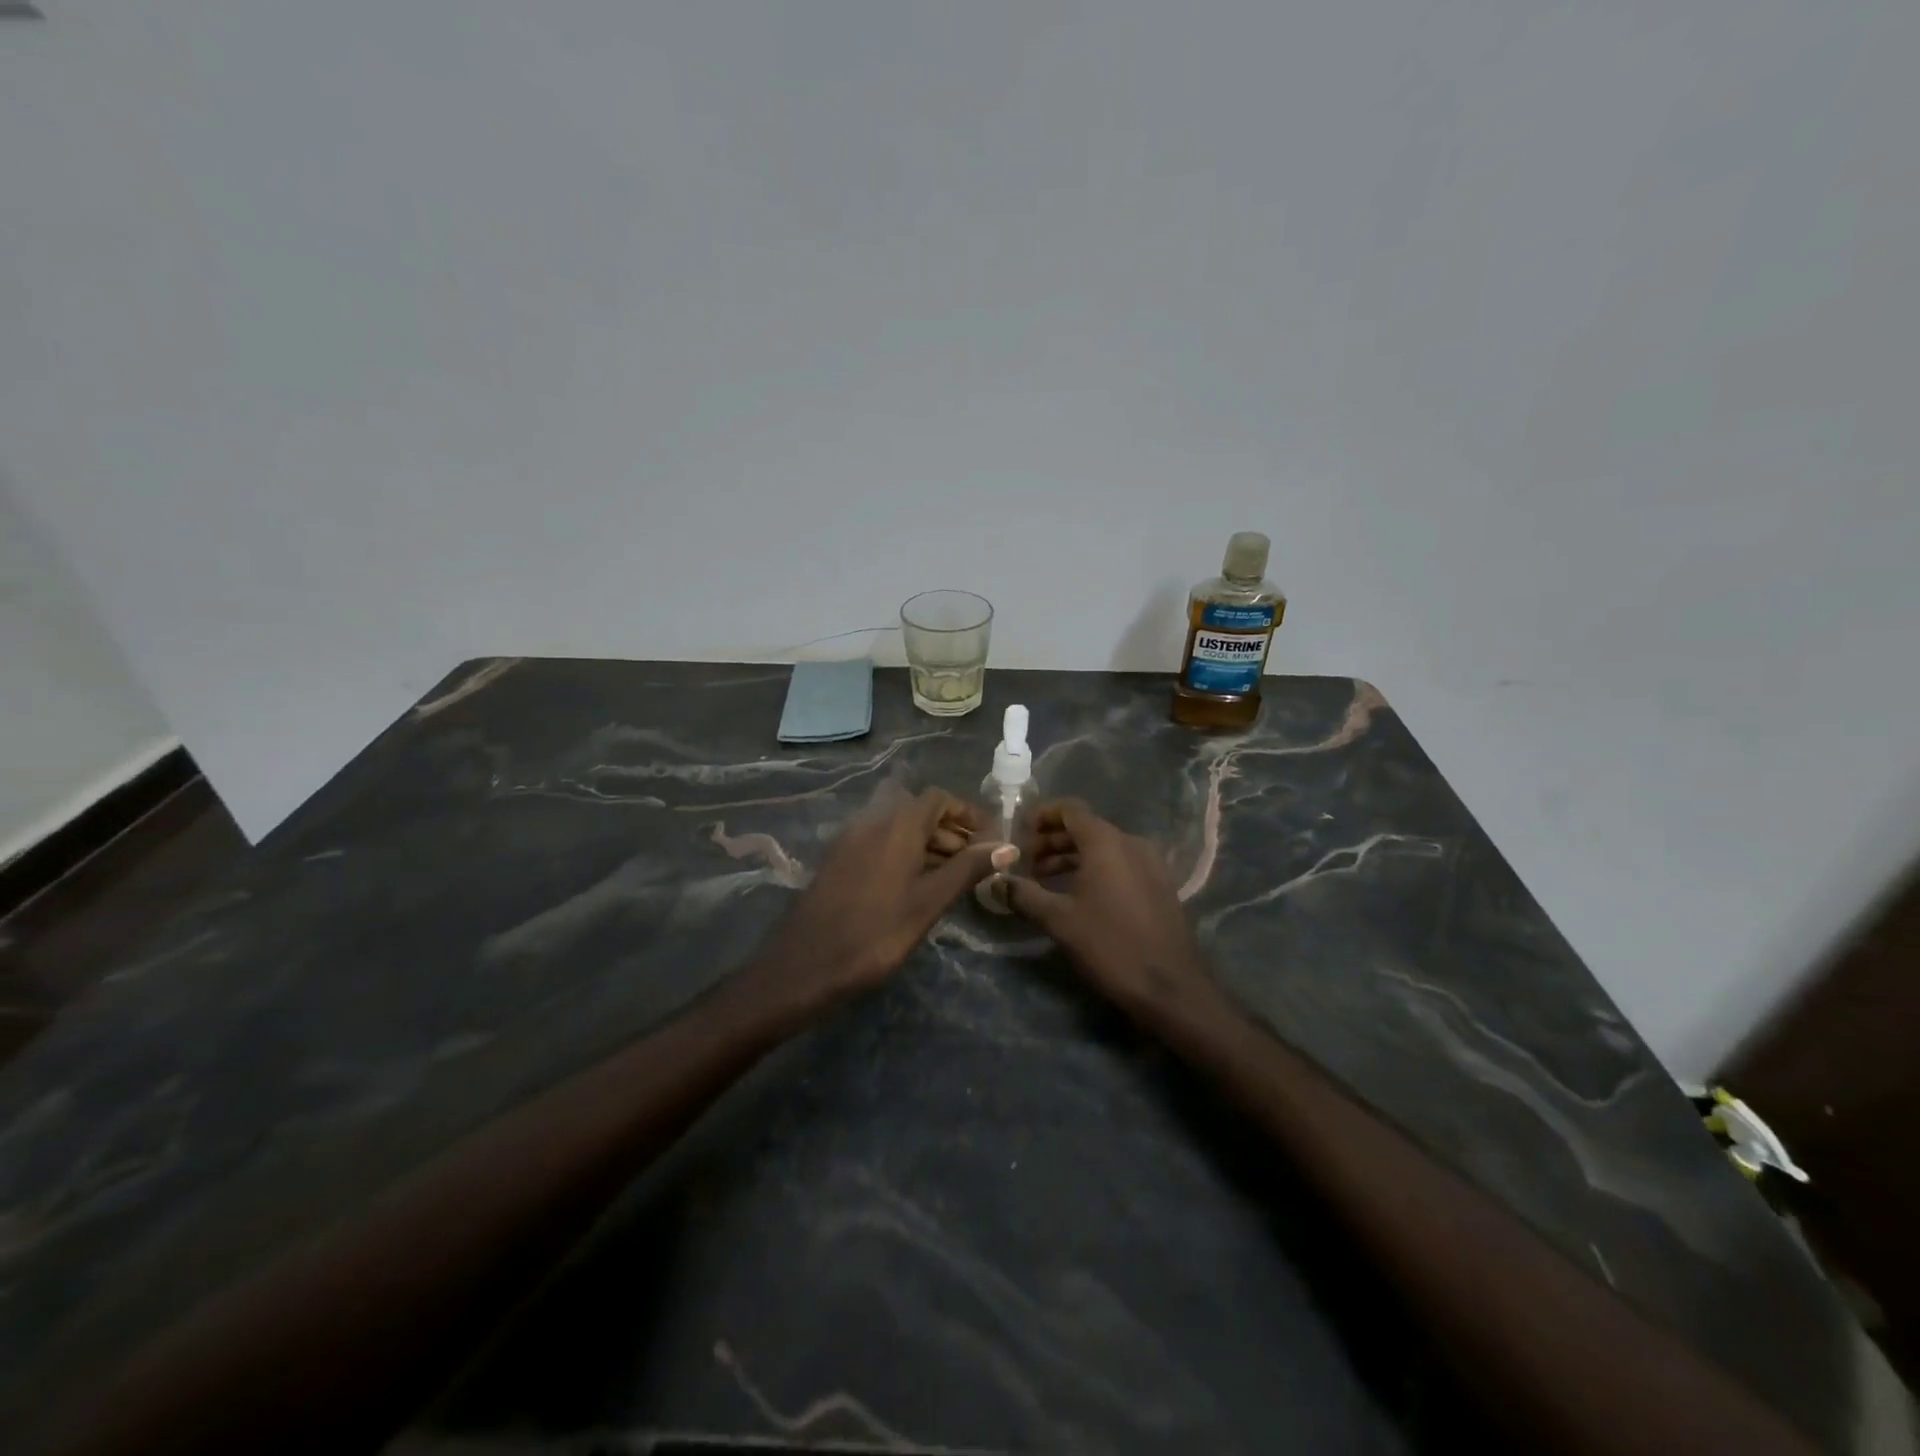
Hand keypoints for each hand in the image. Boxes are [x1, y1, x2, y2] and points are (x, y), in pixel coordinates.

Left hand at [755, 789, 1014, 1011]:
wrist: (804, 966)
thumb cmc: (874, 934)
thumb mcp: (928, 903)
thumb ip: (967, 870)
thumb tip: (1008, 847)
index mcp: (896, 825)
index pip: (938, 798)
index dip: (966, 813)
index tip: (989, 838)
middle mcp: (871, 821)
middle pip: (917, 810)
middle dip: (948, 829)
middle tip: (974, 862)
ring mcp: (850, 840)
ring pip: (896, 827)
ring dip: (926, 841)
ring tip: (950, 876)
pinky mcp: (837, 860)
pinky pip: (878, 842)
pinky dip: (902, 852)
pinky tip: (914, 885)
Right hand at [1007, 801, 1216, 1019]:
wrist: (1170, 987)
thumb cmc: (1110, 945)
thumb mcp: (1059, 921)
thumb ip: (1024, 895)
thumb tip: (996, 882)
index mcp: (1107, 842)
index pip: (1070, 809)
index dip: (1041, 816)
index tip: (1018, 834)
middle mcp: (1131, 843)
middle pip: (1085, 827)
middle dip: (1052, 840)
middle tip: (1025, 862)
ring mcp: (1150, 863)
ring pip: (1103, 847)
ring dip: (1071, 856)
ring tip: (1044, 880)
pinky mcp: (1159, 885)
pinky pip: (1120, 863)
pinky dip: (1094, 868)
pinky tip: (1077, 895)